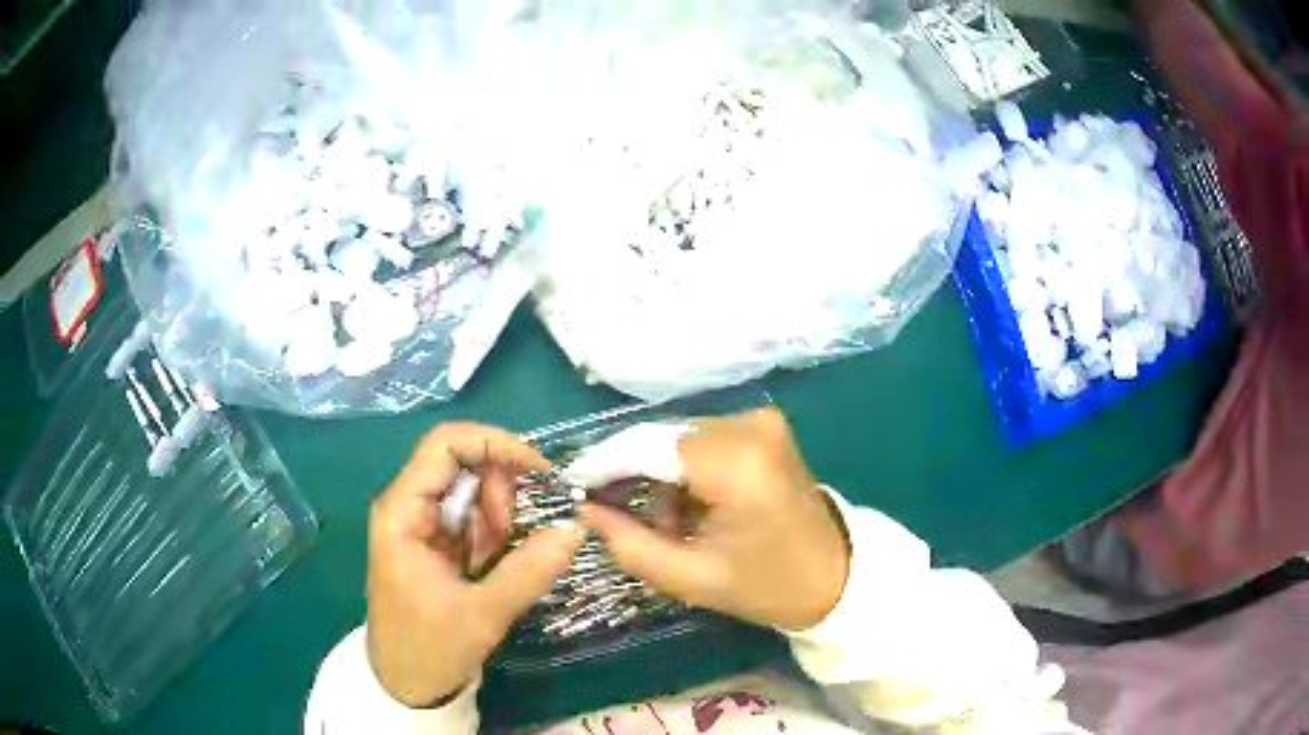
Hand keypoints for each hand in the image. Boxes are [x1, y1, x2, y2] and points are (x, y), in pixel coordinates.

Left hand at [367, 423, 582, 706]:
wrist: (404, 685)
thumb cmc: (429, 649)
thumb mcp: (483, 614)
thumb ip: (529, 571)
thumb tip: (577, 530)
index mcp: (403, 512)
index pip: (446, 445)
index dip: (495, 443)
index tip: (541, 471)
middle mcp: (408, 507)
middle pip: (463, 464)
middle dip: (502, 490)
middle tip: (521, 533)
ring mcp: (421, 525)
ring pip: (472, 492)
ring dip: (501, 517)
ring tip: (504, 560)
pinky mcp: (435, 544)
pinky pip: (473, 520)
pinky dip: (495, 535)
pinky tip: (495, 567)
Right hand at [580, 408, 849, 630]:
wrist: (834, 575)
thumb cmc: (766, 586)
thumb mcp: (690, 578)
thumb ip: (629, 543)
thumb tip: (584, 509)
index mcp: (737, 463)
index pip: (648, 448)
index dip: (603, 464)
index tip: (569, 484)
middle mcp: (749, 425)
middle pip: (660, 438)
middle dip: (627, 471)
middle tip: (602, 507)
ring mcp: (760, 420)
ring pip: (676, 438)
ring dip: (656, 474)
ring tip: (661, 522)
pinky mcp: (763, 426)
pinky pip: (700, 440)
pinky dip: (682, 470)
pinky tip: (687, 506)